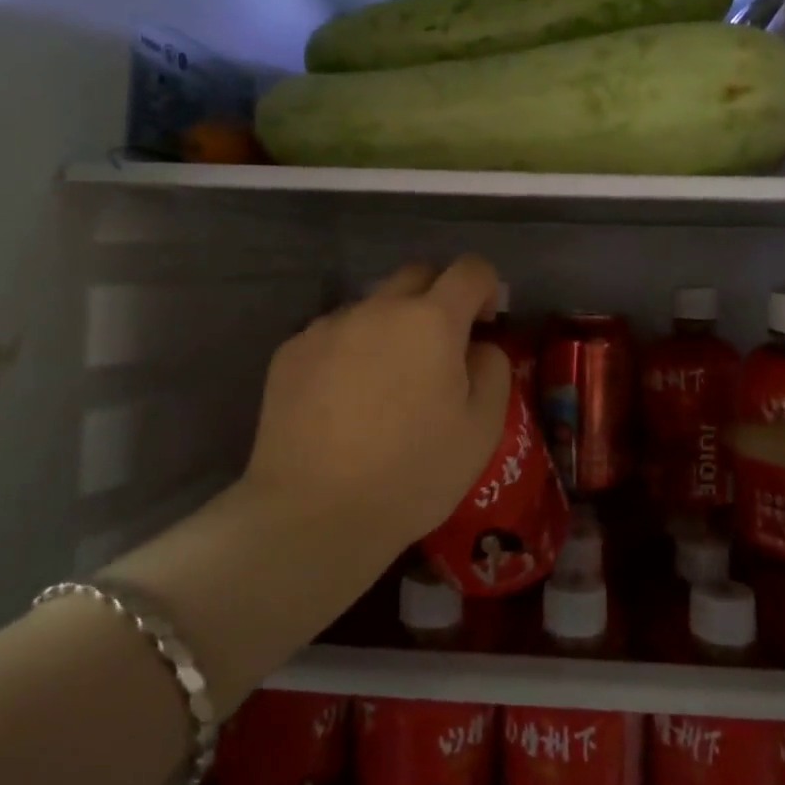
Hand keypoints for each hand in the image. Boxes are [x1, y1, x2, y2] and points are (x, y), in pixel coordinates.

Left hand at [238, 256, 510, 556]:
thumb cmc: (412, 475)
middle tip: (440, 350)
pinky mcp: (291, 350)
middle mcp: (378, 308)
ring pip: (372, 306)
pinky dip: (350, 351)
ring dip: (391, 327)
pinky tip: (343, 402)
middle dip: (439, 298)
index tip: (485, 325)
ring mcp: (328, 326)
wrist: (314, 514)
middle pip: (417, 275)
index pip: (470, 270)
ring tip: (385, 385)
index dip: (487, 288)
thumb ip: (493, 369)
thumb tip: (478, 345)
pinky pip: (334, 334)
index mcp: (431, 321)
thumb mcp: (482, 429)